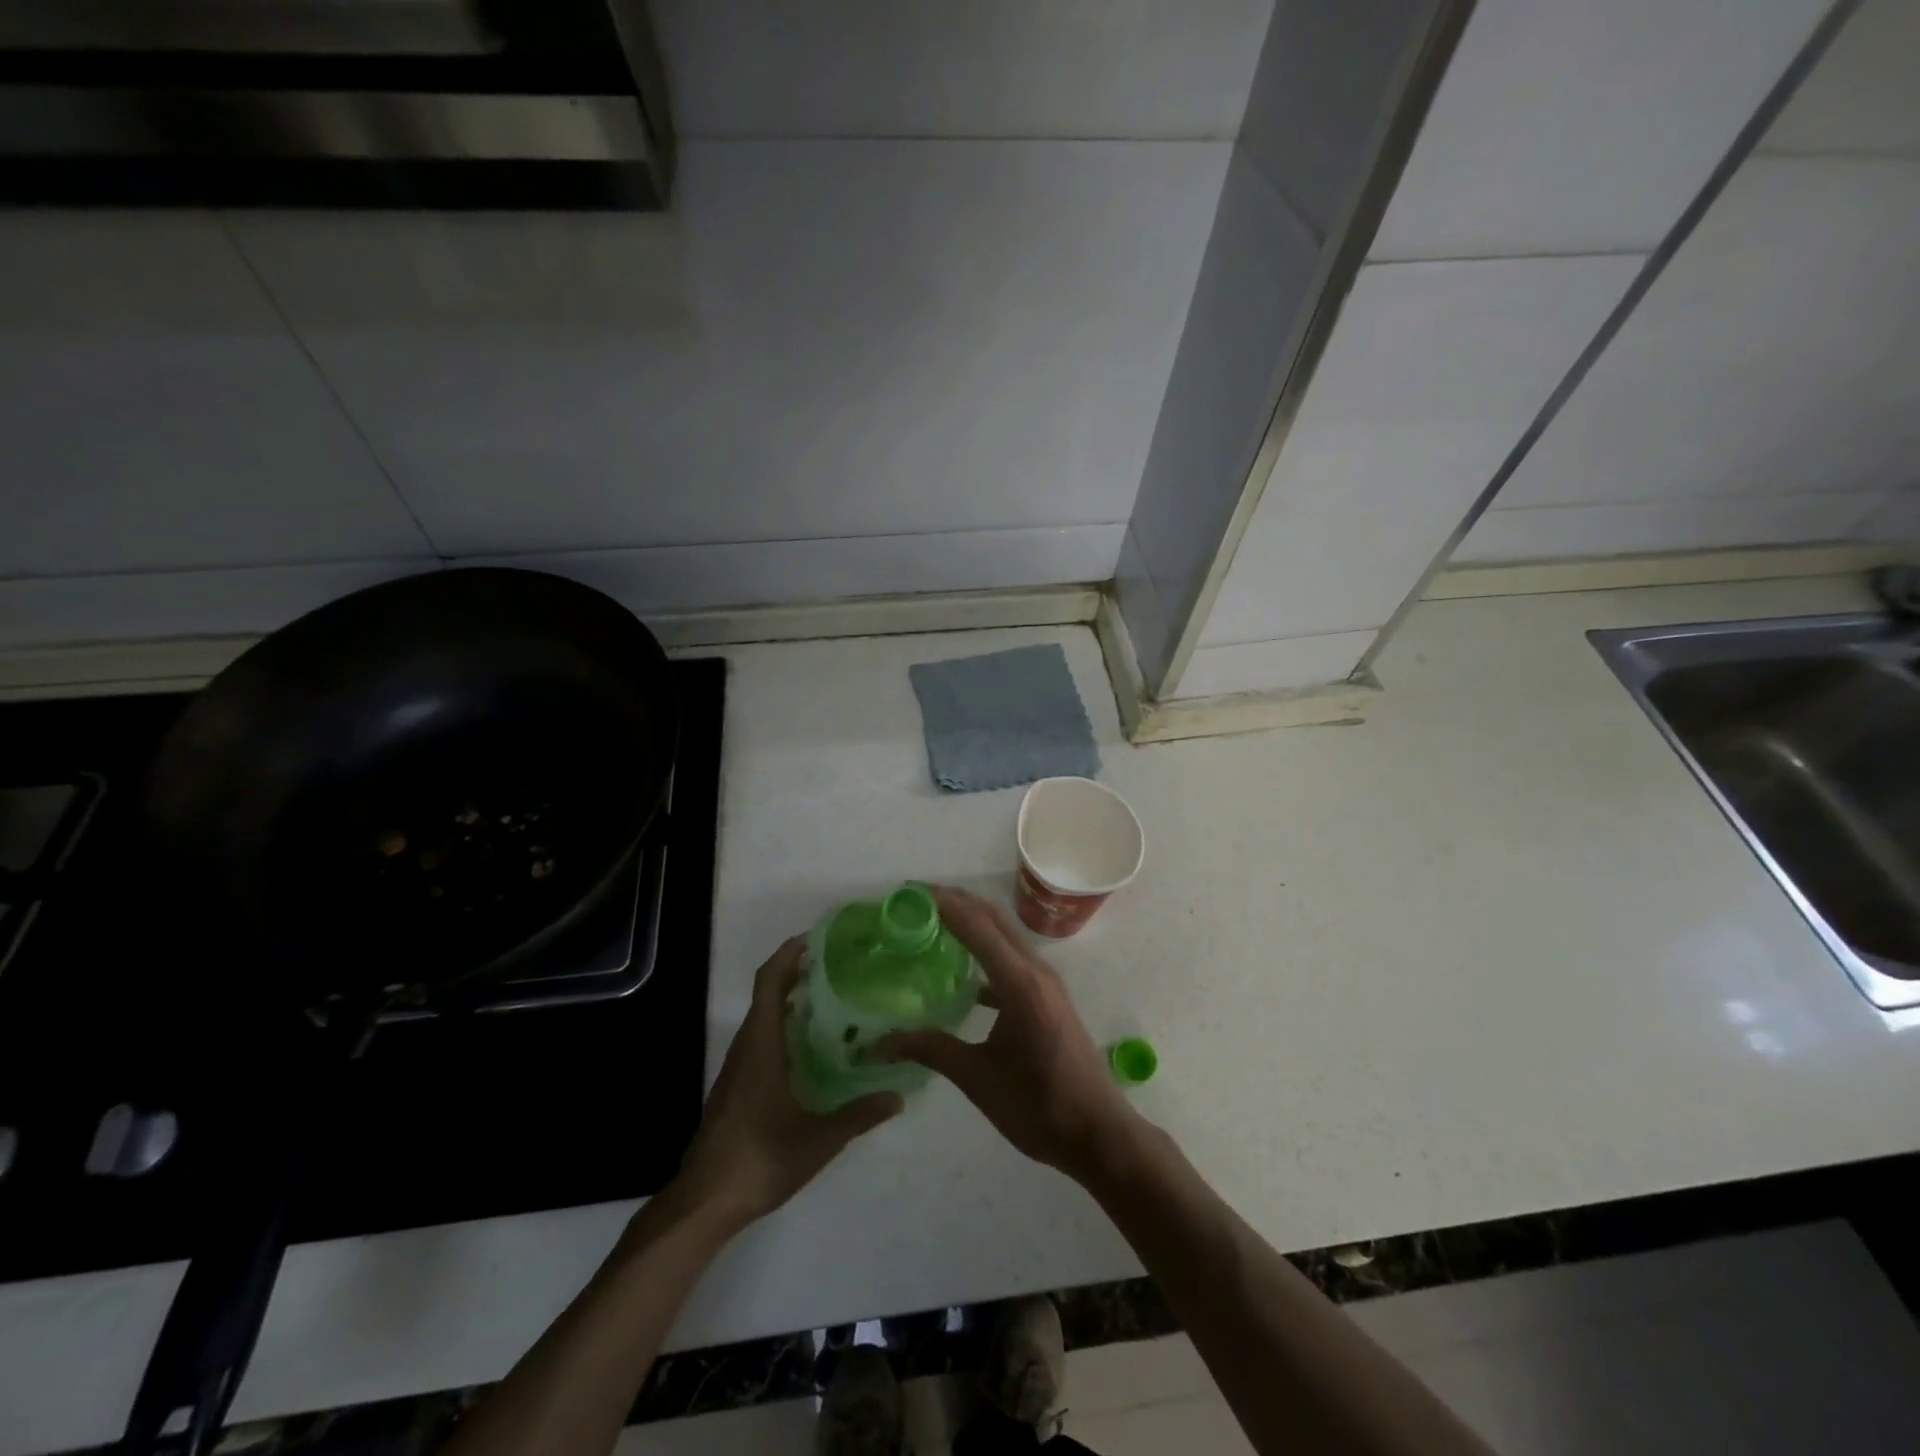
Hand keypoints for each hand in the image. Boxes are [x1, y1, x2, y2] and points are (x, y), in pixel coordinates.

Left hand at [669, 936, 900, 1230]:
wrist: (704, 1202)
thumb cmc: (759, 1161)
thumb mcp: (817, 1140)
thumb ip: (858, 1116)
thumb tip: (899, 1097)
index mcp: (761, 1047)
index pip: (769, 983)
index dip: (788, 955)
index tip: (817, 940)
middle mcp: (747, 1048)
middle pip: (767, 993)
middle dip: (796, 971)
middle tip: (838, 964)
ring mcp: (738, 1067)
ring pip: (763, 1016)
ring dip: (790, 997)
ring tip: (833, 996)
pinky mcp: (737, 1085)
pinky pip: (761, 1037)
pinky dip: (784, 1023)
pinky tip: (812, 1043)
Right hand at [881, 886, 1144, 1187]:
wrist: (1098, 1134)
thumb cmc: (1040, 1108)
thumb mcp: (979, 1080)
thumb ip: (931, 1051)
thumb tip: (880, 1042)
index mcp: (1020, 984)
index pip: (977, 926)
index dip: (943, 904)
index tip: (908, 891)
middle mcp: (1036, 970)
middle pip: (993, 918)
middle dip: (955, 901)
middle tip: (913, 899)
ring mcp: (1045, 981)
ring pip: (1004, 934)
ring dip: (971, 920)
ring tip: (931, 921)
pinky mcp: (1047, 995)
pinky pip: (1011, 957)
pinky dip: (985, 950)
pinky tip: (959, 971)